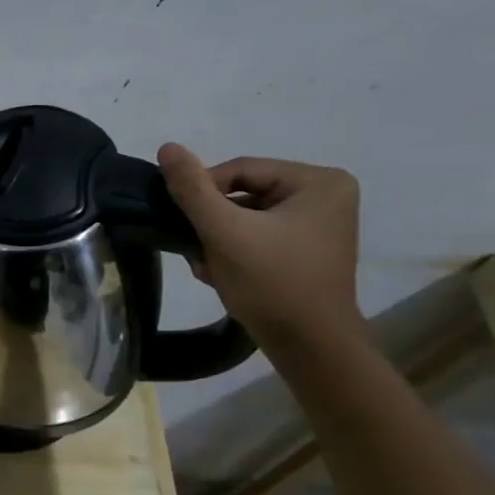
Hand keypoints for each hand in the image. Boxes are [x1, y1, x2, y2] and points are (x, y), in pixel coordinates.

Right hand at [157, 143, 364, 345]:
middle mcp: (326, 195)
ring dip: (217, 240)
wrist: (309, 346)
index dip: (203, 193)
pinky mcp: (307, 249)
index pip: (240, 170)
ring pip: (246, 217)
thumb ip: (192, 189)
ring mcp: (319, 225)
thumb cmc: (271, 283)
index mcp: (319, 182)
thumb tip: (167, 147)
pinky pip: (258, 236)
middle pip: (243, 194)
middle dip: (212, 223)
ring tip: (207, 267)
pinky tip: (221, 274)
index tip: (181, 223)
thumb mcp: (224, 231)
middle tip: (195, 250)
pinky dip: (234, 251)